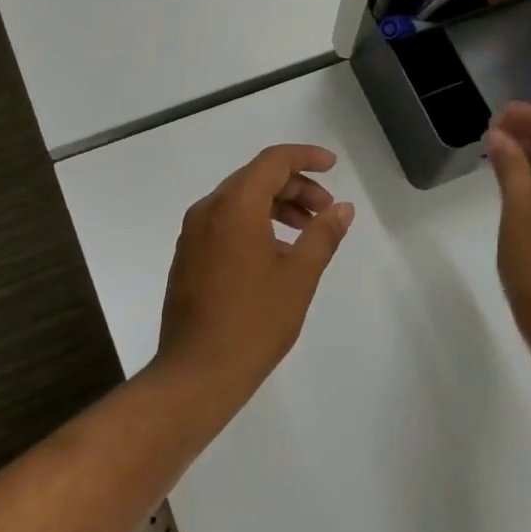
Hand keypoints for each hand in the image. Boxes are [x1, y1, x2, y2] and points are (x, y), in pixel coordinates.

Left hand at [155, 144, 355, 405]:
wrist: (196, 374)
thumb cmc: (254, 322)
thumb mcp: (299, 276)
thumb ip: (323, 234)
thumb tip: (342, 208)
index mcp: (234, 207)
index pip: (273, 161)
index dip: (306, 157)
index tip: (333, 167)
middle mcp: (208, 210)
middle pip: (255, 178)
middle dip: (295, 187)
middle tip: (326, 210)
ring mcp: (193, 234)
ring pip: (239, 200)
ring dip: (276, 205)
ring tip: (306, 233)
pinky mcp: (188, 256)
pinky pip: (224, 222)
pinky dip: (254, 223)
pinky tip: (275, 254)